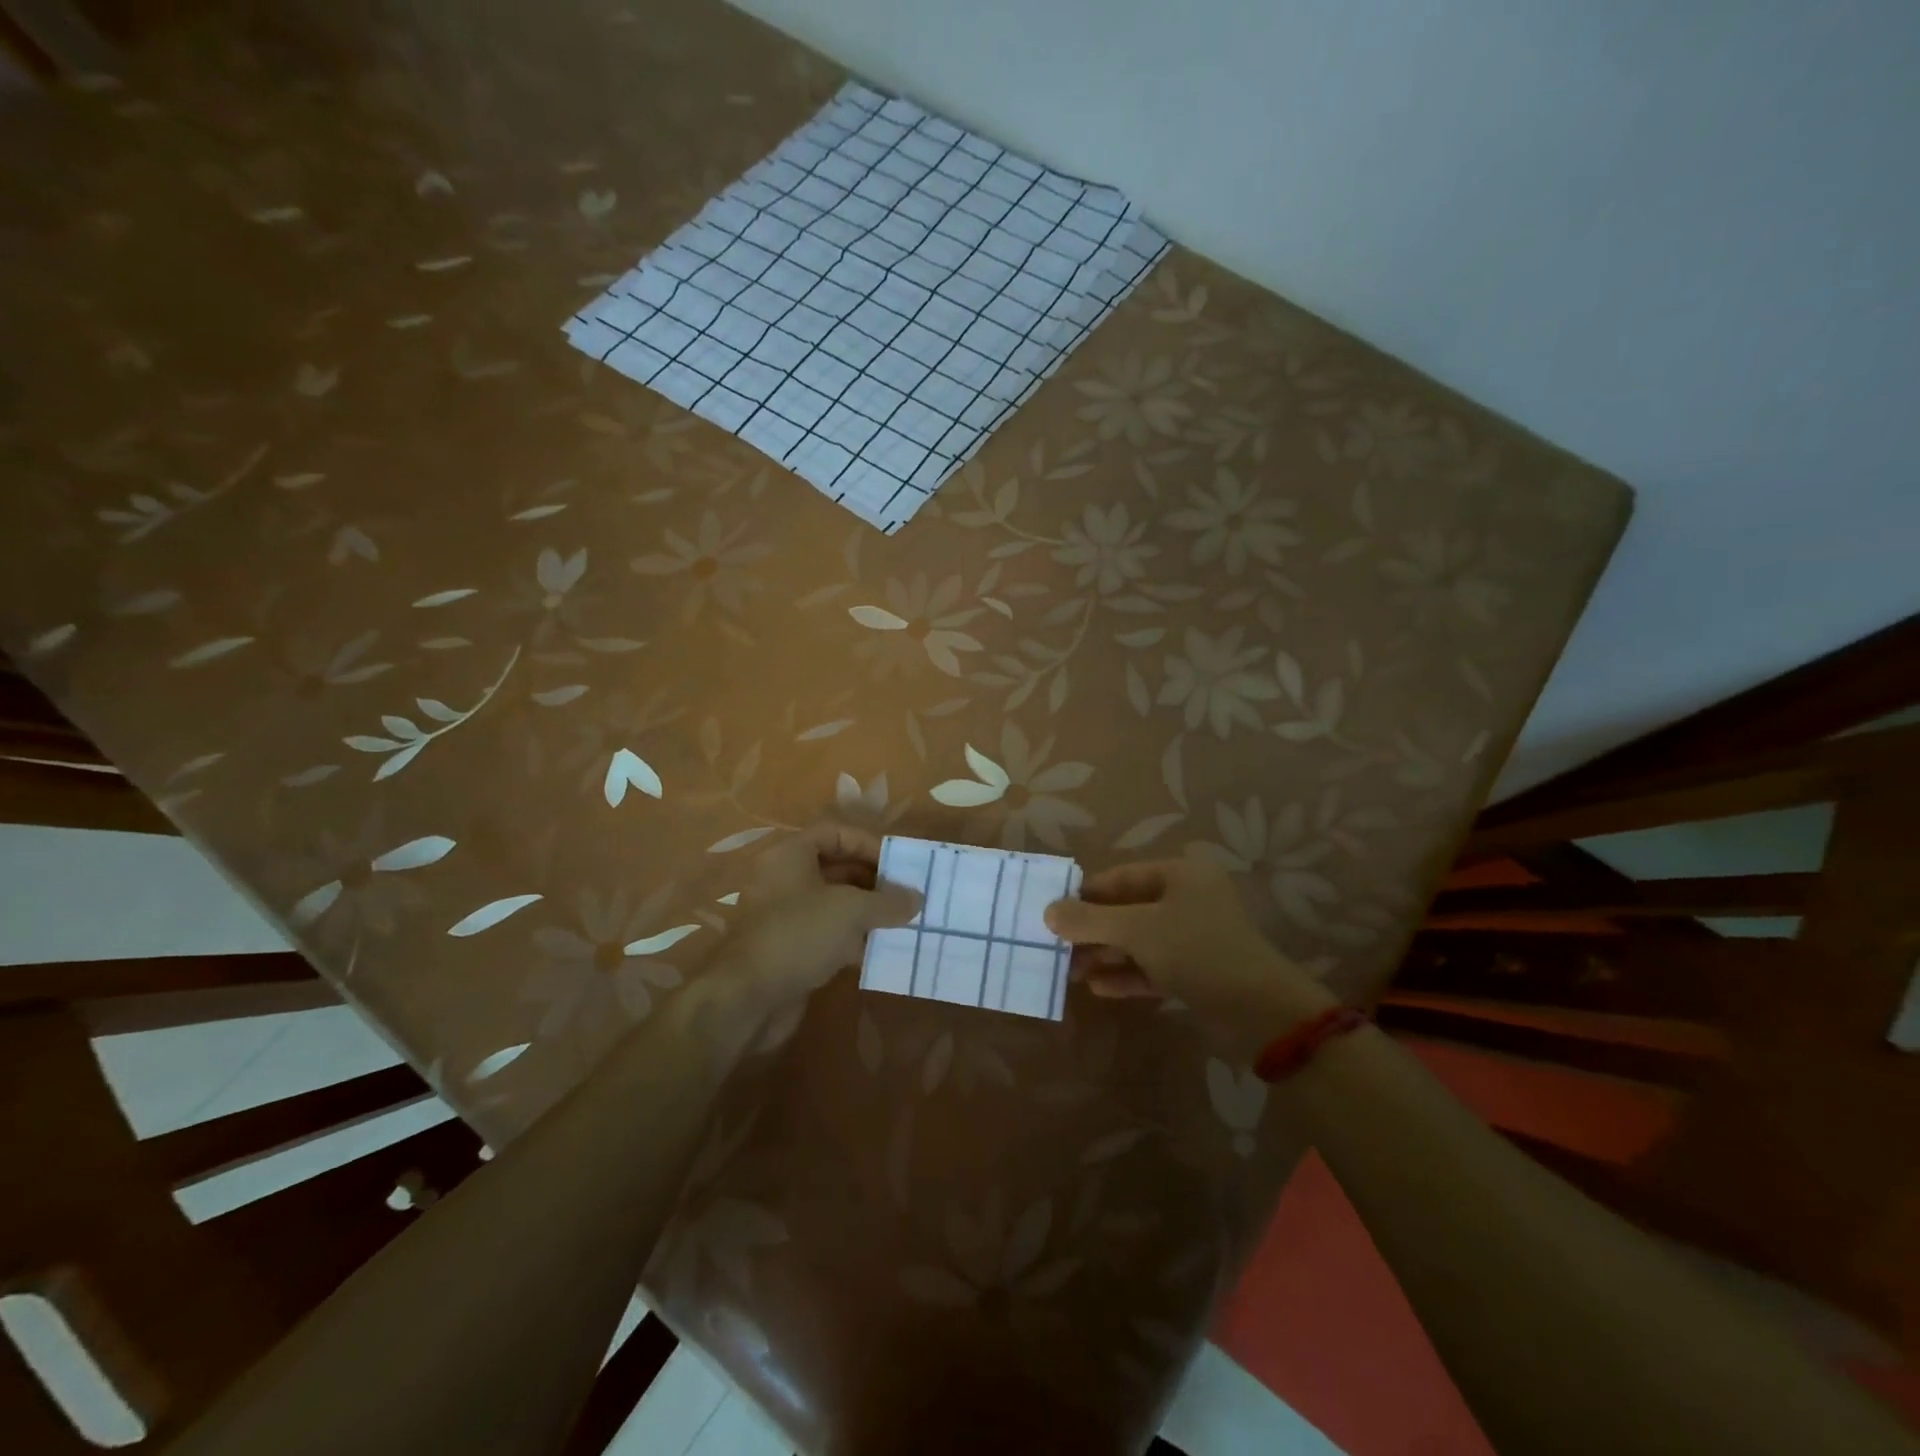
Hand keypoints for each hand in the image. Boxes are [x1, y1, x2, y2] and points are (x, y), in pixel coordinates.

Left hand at [713, 822, 921, 1019]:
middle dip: (873, 881)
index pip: (835, 833)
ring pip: (834, 905)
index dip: (868, 844)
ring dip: (867, 913)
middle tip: (907, 895)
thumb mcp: (850, 910)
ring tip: (903, 922)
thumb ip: (887, 902)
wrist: (747, 998)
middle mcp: (785, 880)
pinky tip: (880, 951)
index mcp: (790, 856)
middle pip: (836, 869)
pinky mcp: (790, 950)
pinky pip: (828, 935)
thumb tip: (917, 898)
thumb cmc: (798, 935)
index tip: (898, 864)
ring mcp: (785, 917)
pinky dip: (853, 940)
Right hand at [1044, 857, 1336, 1063]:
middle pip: (1127, 909)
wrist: (1261, 1012)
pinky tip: (1098, 988)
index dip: (1084, 894)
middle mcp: (1187, 900)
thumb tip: (1048, 912)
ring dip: (1105, 954)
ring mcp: (1193, 937)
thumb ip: (1090, 920)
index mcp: (1179, 875)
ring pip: (1138, 941)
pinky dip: (1127, 974)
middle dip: (1091, 930)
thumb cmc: (1197, 951)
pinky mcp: (1196, 971)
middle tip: (1055, 947)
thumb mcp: (1137, 930)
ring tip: (1069, 972)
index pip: (1119, 877)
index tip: (1050, 912)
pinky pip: (1152, 966)